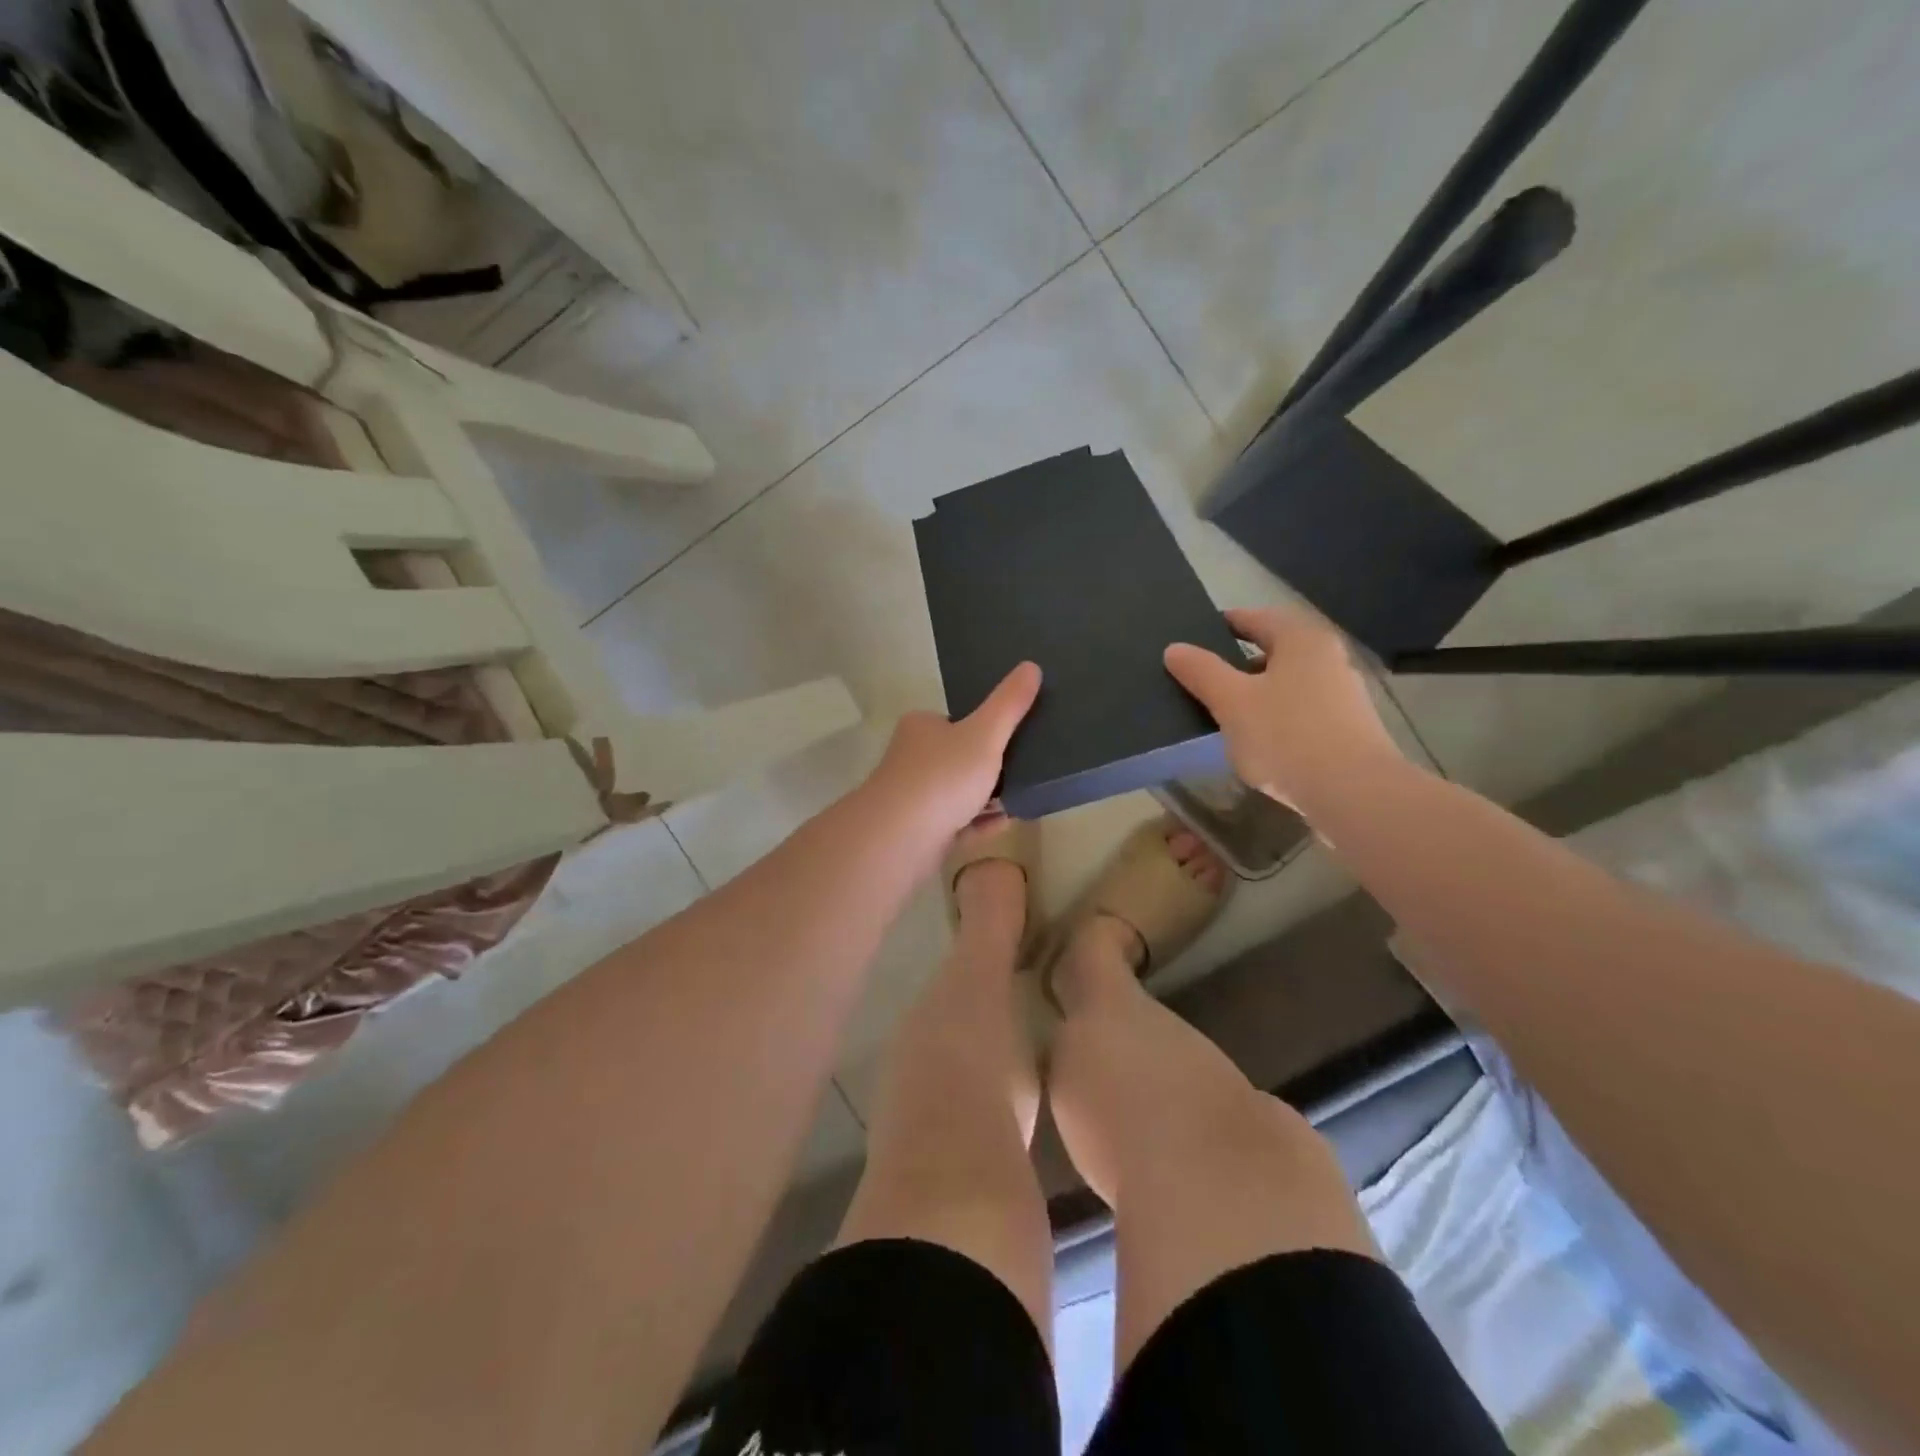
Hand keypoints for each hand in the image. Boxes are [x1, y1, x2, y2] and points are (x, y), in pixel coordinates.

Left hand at [863, 662, 1042, 842]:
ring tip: (1021, 797)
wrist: (899, 838)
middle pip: (956, 758)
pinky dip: (979, 823)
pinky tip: (1005, 823)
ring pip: (956, 794)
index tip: (1013, 737)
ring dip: (986, 797)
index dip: (983, 726)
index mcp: (921, 728)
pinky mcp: (917, 833)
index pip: (954, 720)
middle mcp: (911, 759)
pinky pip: (956, 824)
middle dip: (987, 766)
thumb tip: (1032, 666)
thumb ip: (1009, 705)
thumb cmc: (941, 777)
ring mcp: (912, 798)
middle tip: (1024, 770)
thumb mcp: (984, 734)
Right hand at [1164, 608, 1400, 810]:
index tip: (1193, 639)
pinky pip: (1300, 711)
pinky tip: (1257, 741)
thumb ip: (1201, 672)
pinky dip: (1276, 717)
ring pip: (1287, 683)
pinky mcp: (1348, 728)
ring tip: (1223, 714)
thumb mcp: (1231, 702)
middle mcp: (1328, 657)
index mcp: (1301, 639)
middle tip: (1201, 680)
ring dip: (1256, 693)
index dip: (1221, 626)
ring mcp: (1343, 694)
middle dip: (1236, 664)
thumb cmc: (1286, 736)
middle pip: (1273, 651)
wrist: (1353, 793)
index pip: (1254, 618)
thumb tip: (1175, 648)